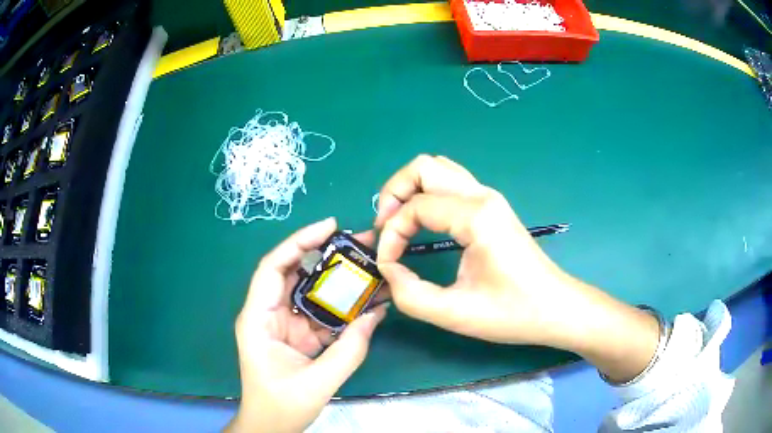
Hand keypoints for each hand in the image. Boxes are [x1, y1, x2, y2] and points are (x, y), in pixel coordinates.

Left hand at [227, 218, 387, 432]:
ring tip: (367, 265)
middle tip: (359, 243)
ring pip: (308, 291)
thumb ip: (349, 350)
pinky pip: (318, 313)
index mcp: (258, 319)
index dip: (299, 242)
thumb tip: (376, 314)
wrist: (270, 426)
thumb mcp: (318, 382)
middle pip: (293, 272)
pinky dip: (340, 306)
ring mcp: (282, 324)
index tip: (330, 227)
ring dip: (336, 279)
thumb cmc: (281, 405)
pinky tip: (364, 300)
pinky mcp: (296, 335)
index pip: (273, 268)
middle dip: (324, 254)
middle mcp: (267, 314)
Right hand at [375, 155, 658, 381]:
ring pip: (438, 169)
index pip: (415, 207)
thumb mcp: (454, 313)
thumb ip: (409, 294)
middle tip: (386, 228)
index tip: (388, 264)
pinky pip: (451, 184)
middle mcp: (482, 195)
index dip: (391, 234)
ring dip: (411, 190)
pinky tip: (424, 224)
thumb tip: (388, 269)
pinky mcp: (492, 207)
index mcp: (476, 216)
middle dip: (394, 192)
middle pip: (423, 166)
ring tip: (400, 224)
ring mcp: (489, 197)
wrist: (556, 308)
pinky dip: (427, 196)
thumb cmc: (512, 313)